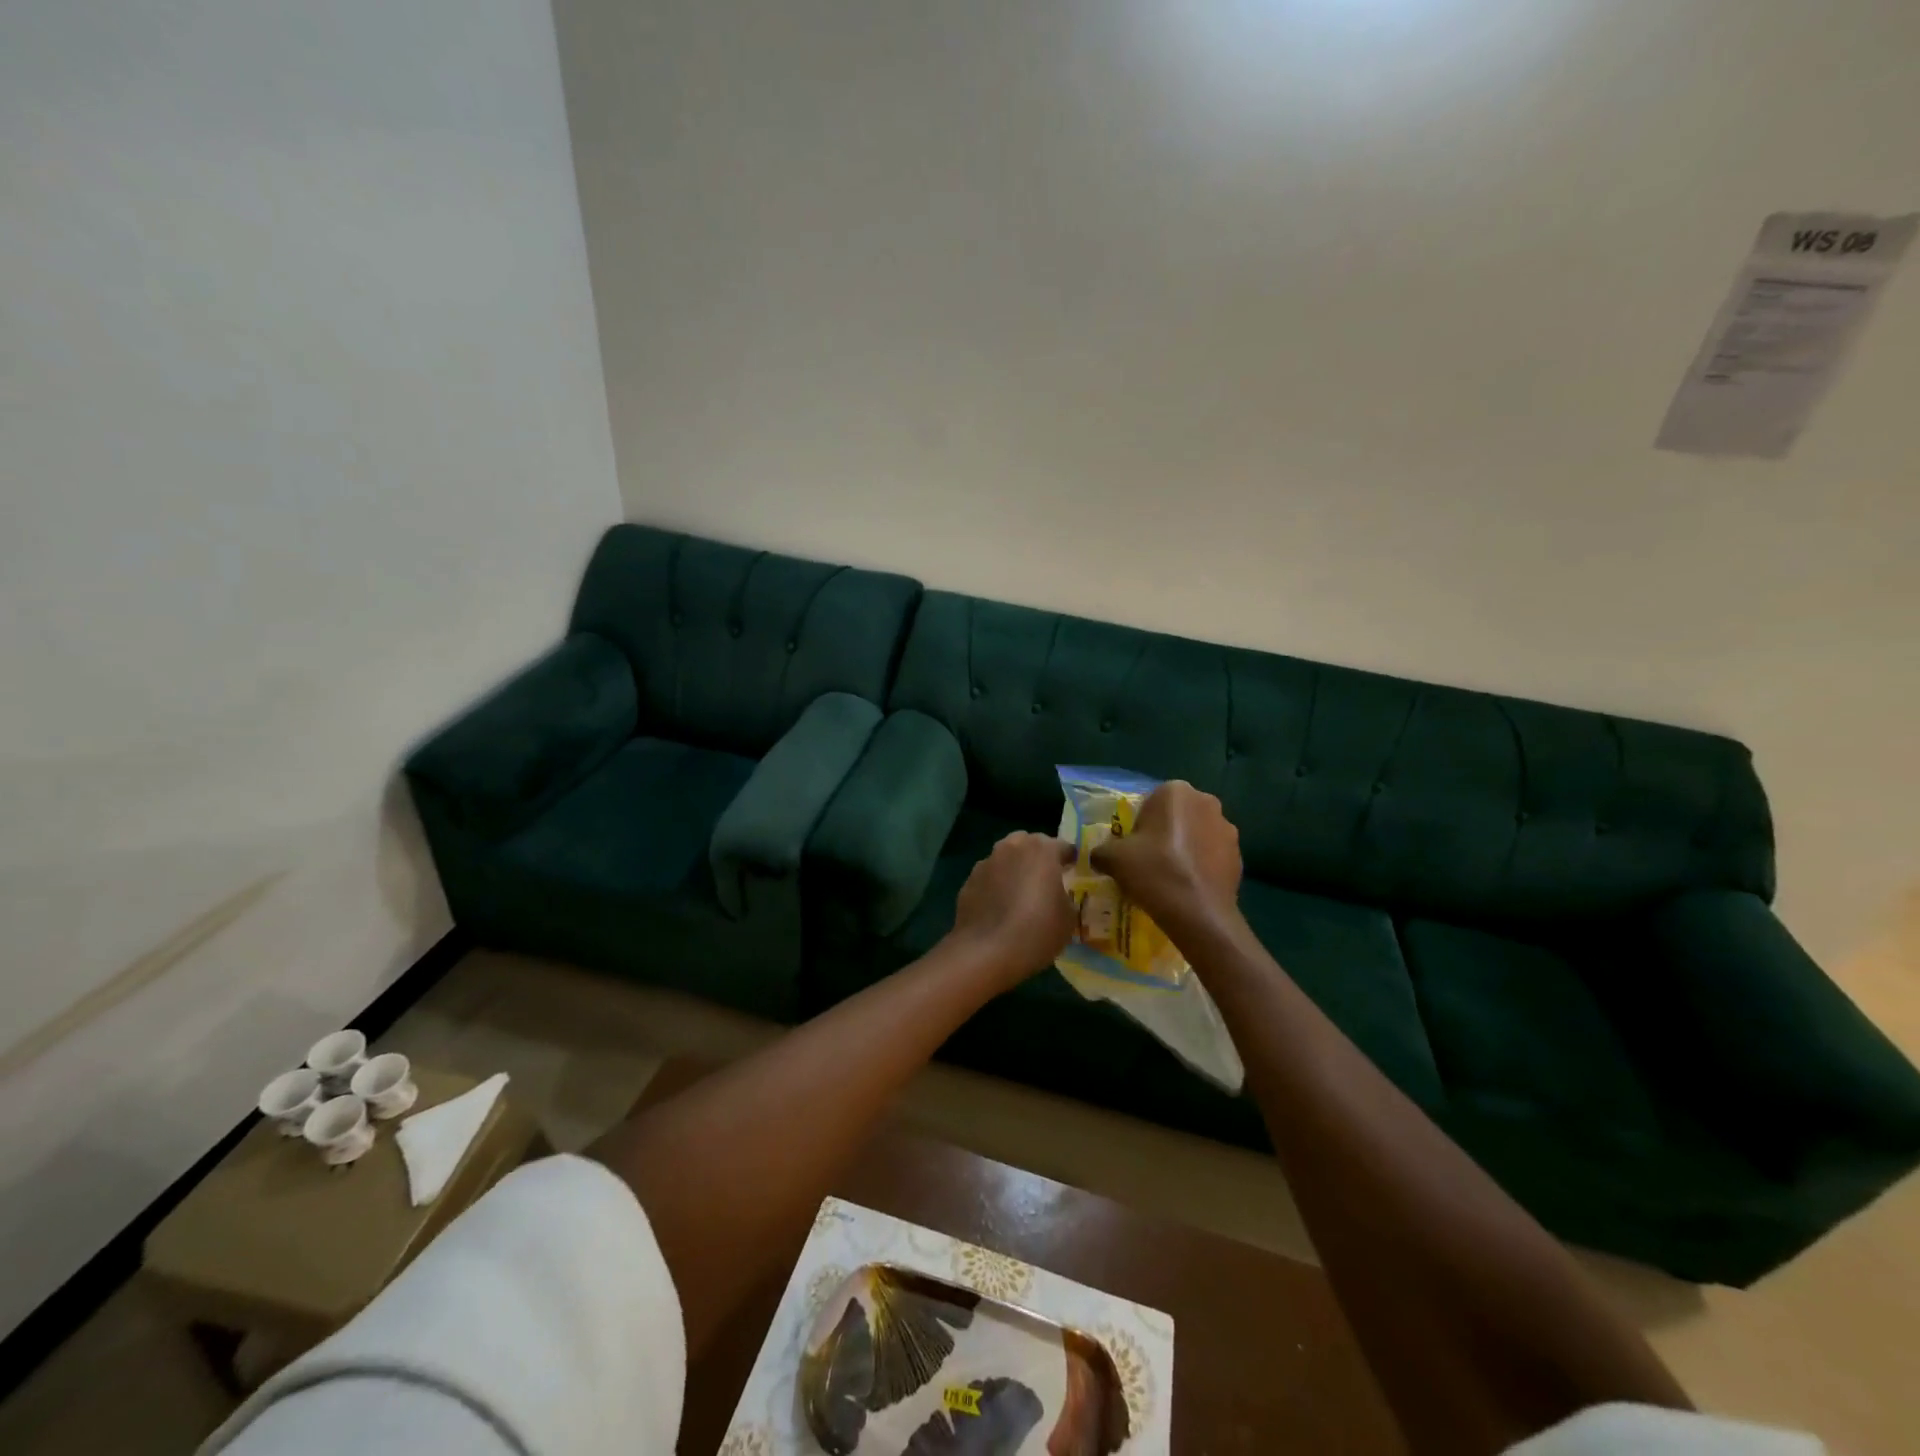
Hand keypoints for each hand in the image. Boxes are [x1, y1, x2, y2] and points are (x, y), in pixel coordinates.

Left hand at [948, 832, 1077, 984]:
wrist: (985, 952)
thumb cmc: (1036, 931)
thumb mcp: (1068, 918)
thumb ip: (1066, 897)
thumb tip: (1057, 895)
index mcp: (1041, 850)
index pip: (1062, 846)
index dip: (1069, 858)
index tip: (1073, 870)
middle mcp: (1012, 847)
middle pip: (1029, 843)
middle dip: (1038, 856)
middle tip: (1046, 878)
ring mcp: (987, 862)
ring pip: (1006, 857)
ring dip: (1015, 868)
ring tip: (1020, 892)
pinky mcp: (969, 880)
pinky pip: (989, 876)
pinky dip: (996, 884)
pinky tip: (999, 906)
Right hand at [1091, 780, 1241, 932]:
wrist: (1198, 912)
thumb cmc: (1154, 871)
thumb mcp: (1113, 858)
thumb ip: (1102, 850)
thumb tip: (1099, 856)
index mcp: (1175, 792)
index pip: (1151, 801)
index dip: (1140, 824)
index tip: (1134, 846)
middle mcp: (1206, 802)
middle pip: (1177, 815)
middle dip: (1166, 832)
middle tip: (1149, 859)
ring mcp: (1227, 829)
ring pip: (1198, 834)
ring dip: (1186, 847)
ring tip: (1171, 876)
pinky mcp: (1240, 855)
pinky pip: (1213, 855)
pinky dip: (1202, 865)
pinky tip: (1188, 887)